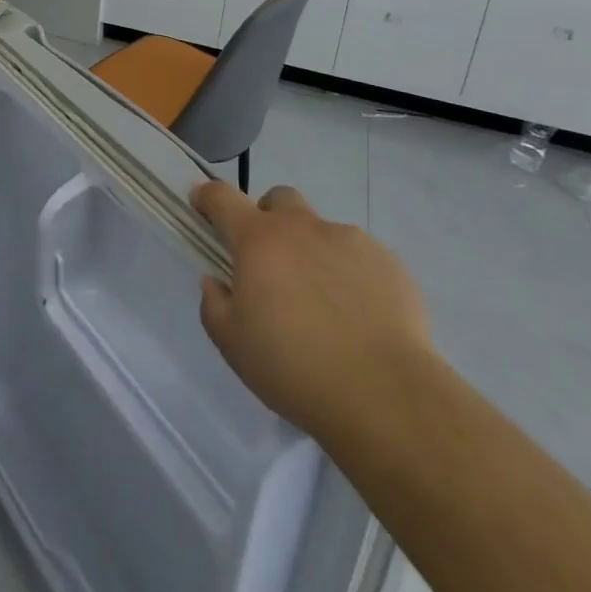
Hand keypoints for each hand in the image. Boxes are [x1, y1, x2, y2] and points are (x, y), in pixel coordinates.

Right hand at [192, 181, 430, 441]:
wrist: (385, 395)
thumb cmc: (295, 368)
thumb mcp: (233, 345)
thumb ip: (215, 304)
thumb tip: (217, 281)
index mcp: (259, 240)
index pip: (221, 197)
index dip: (207, 196)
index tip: (202, 204)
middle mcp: (302, 227)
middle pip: (279, 199)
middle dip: (269, 218)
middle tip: (271, 261)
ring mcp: (349, 240)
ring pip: (322, 232)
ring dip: (313, 253)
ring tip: (324, 306)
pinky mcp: (389, 263)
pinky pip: (360, 259)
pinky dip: (351, 277)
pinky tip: (359, 319)